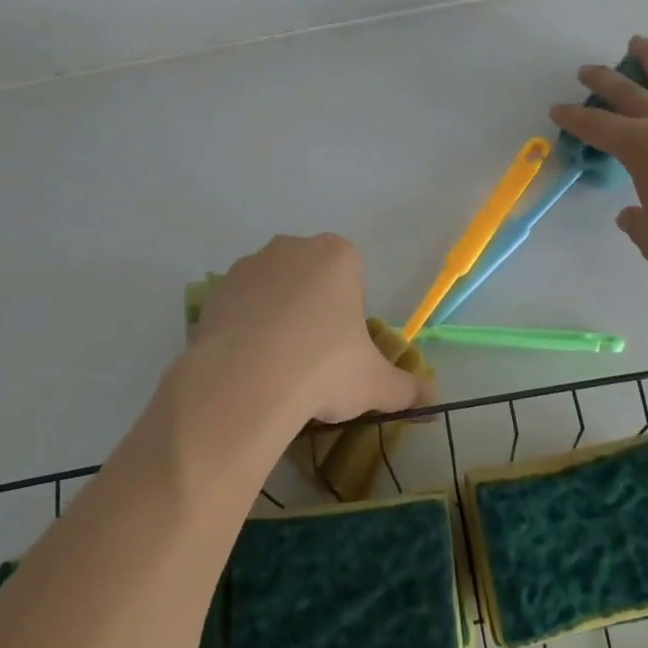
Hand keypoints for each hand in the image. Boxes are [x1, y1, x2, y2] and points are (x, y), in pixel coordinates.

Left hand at [187, 234, 431, 424]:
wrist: (246, 382)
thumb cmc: (324, 368)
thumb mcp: (375, 384)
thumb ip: (406, 388)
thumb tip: (432, 399)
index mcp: (337, 255)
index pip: (351, 276)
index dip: (348, 312)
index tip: (342, 347)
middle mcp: (292, 247)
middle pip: (309, 277)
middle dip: (312, 308)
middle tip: (312, 357)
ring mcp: (249, 265)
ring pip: (271, 289)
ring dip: (275, 315)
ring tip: (275, 365)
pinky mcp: (215, 289)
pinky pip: (238, 305)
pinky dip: (243, 327)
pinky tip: (245, 364)